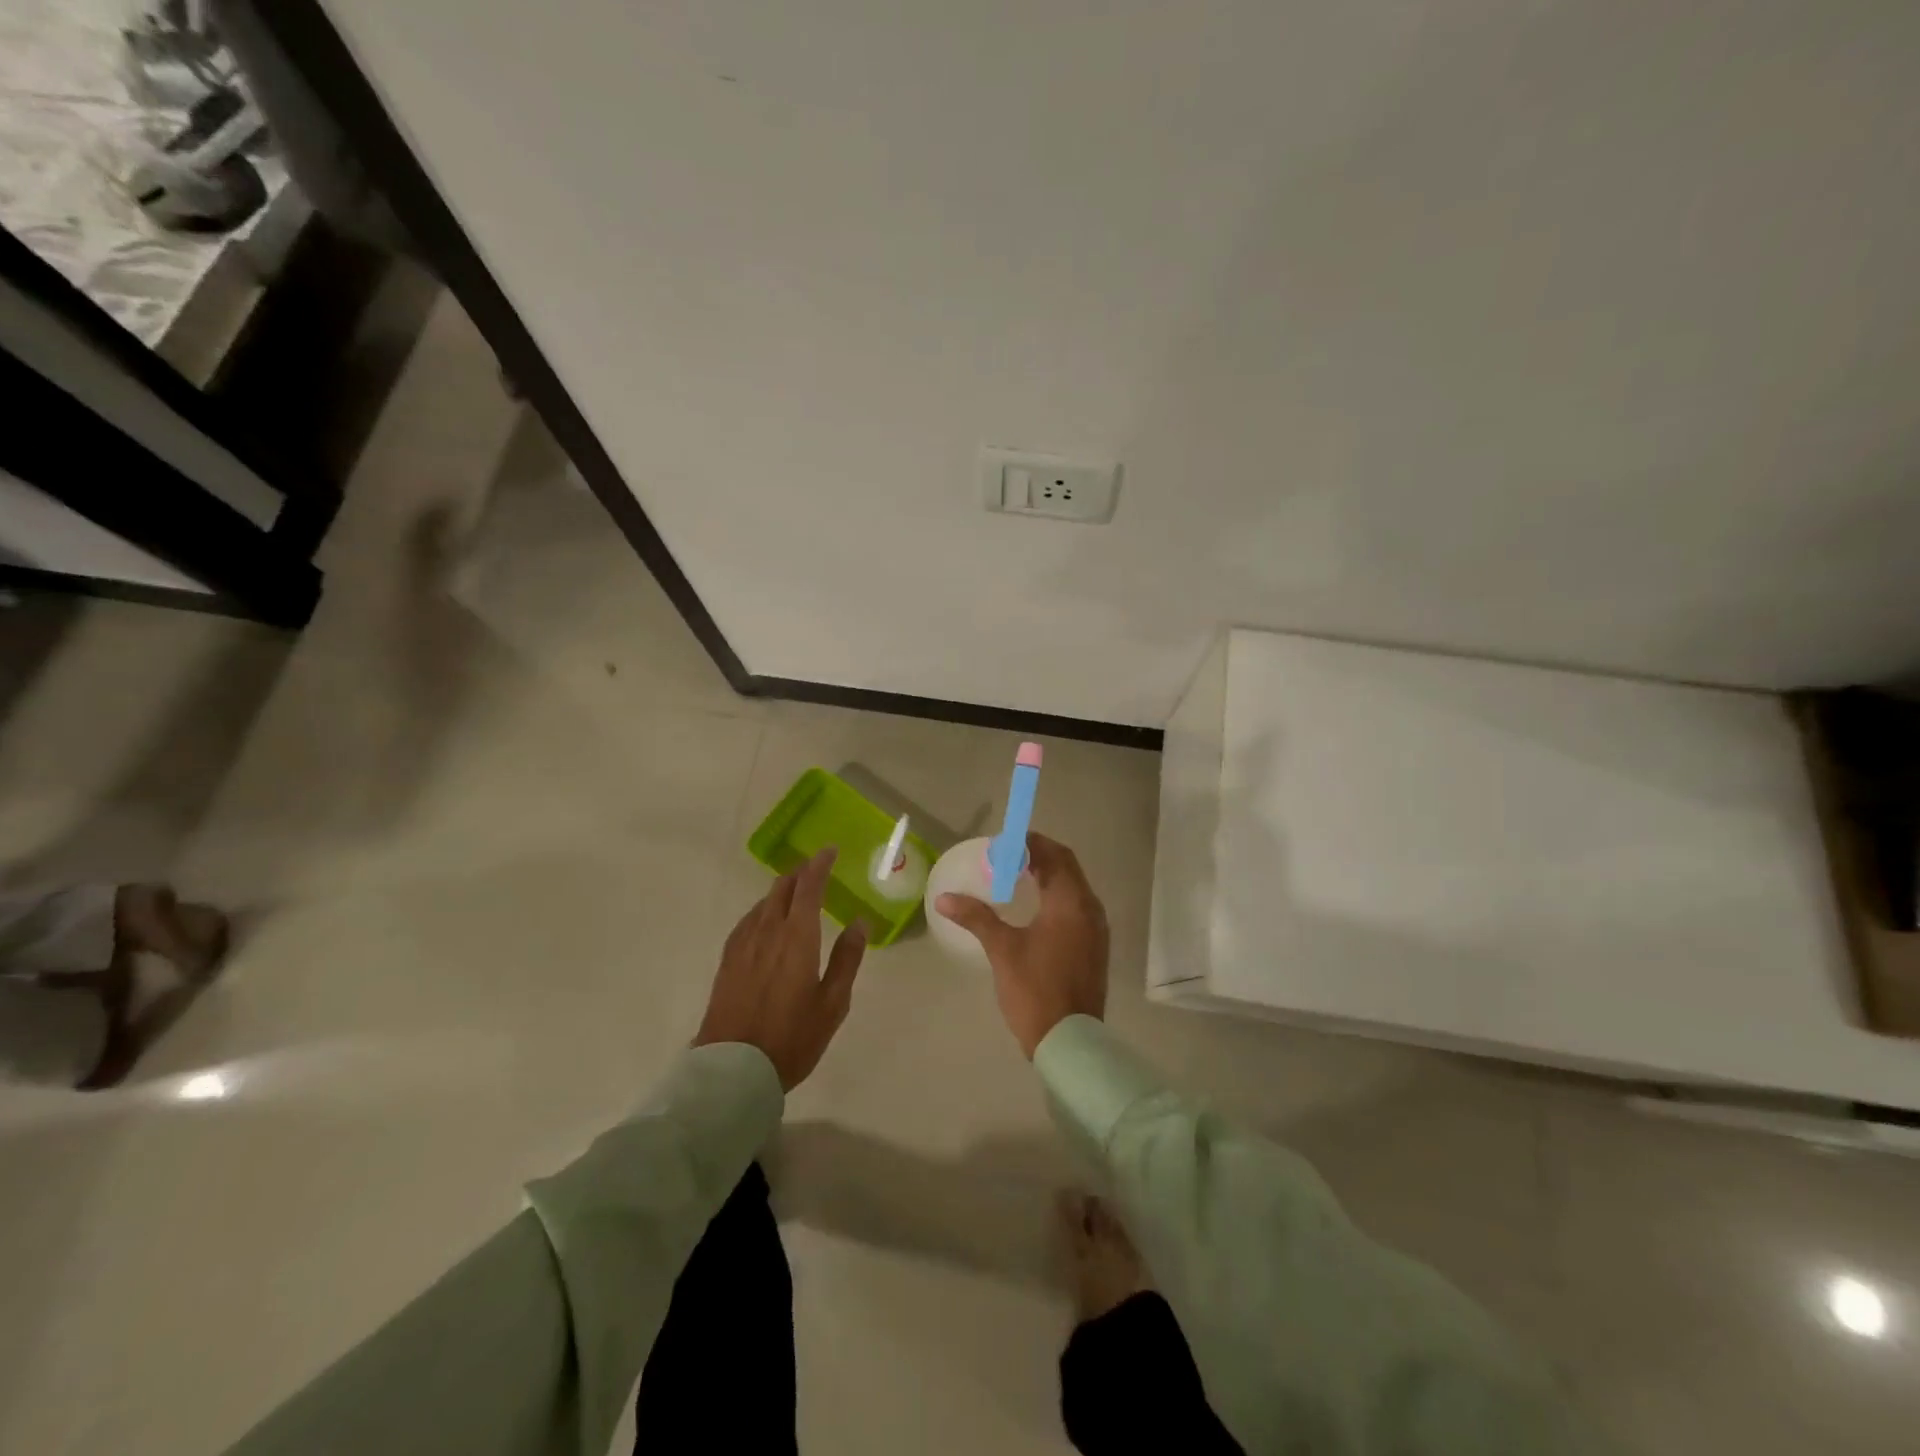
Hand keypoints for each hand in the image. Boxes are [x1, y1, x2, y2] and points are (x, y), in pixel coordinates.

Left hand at [696, 848, 865, 1089]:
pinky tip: (766, 921)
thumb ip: (847, 958)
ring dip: (781, 890)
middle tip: (816, 869)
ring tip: (795, 892)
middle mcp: (768, 931)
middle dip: (800, 873)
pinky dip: (763, 910)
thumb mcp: (833, 1003)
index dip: (819, 865)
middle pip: (782, 888)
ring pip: (763, 903)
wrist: (733, 1069)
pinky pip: (748, 920)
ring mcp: (743, 944)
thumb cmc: (792, 1038)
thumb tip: (860, 922)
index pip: (808, 887)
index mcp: (797, 937)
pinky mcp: (728, 960)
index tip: (829, 850)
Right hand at [937, 833, 1108, 1057]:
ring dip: (1049, 877)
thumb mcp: (1002, 949)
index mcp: (1071, 902)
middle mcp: (1090, 909)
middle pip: (1067, 868)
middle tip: (1007, 859)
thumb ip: (976, 917)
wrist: (1069, 1040)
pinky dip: (1057, 898)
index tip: (1003, 844)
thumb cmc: (1035, 989)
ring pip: (1074, 888)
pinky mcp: (1095, 946)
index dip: (1030, 844)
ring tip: (1017, 879)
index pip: (1055, 855)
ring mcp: (1097, 929)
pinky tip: (1034, 910)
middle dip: (1039, 857)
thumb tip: (944, 898)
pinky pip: (1077, 907)